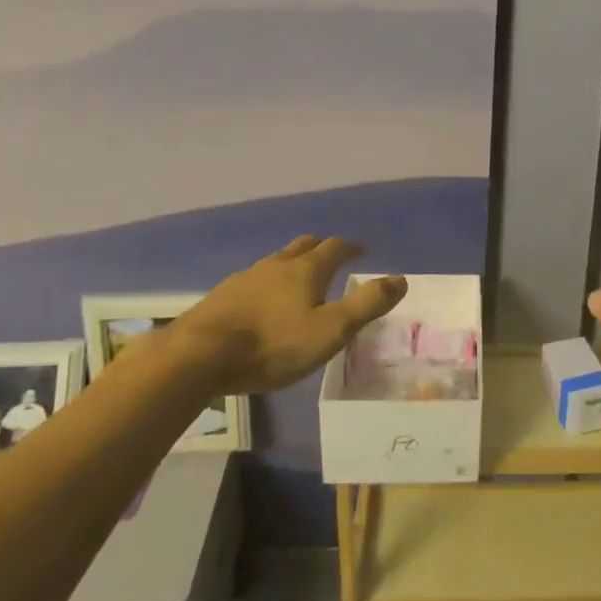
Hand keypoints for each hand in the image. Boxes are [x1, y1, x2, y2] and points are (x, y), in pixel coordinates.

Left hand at [169, 236, 405, 394]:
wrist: (200, 355)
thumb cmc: (274, 344)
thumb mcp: (331, 330)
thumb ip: (366, 304)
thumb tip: (400, 278)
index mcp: (307, 269)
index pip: (335, 247)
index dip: (351, 247)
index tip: (362, 251)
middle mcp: (277, 265)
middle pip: (303, 245)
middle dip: (320, 247)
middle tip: (331, 256)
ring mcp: (246, 277)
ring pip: (276, 261)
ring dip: (292, 264)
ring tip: (298, 280)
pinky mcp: (222, 296)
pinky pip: (253, 280)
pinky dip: (267, 284)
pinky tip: (262, 303)